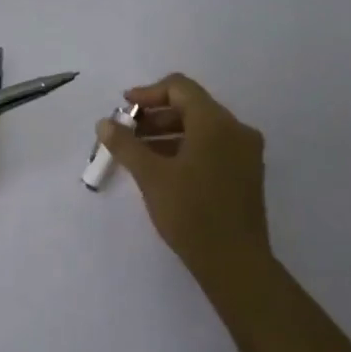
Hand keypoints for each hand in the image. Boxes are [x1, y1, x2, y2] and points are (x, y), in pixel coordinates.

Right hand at [99, 73, 277, 311]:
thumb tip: (104, 123)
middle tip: (126, 132)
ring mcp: (245, 153)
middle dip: (155, 116)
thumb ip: (125, 145)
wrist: (235, 263)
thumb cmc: (191, 213)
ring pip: (202, 129)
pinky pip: (213, 147)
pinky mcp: (246, 174)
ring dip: (168, 133)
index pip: (179, 88)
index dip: (147, 94)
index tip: (123, 109)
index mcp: (216, 123)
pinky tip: (163, 168)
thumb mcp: (151, 176)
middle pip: (191, 107)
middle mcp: (236, 130)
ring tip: (138, 152)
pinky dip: (186, 148)